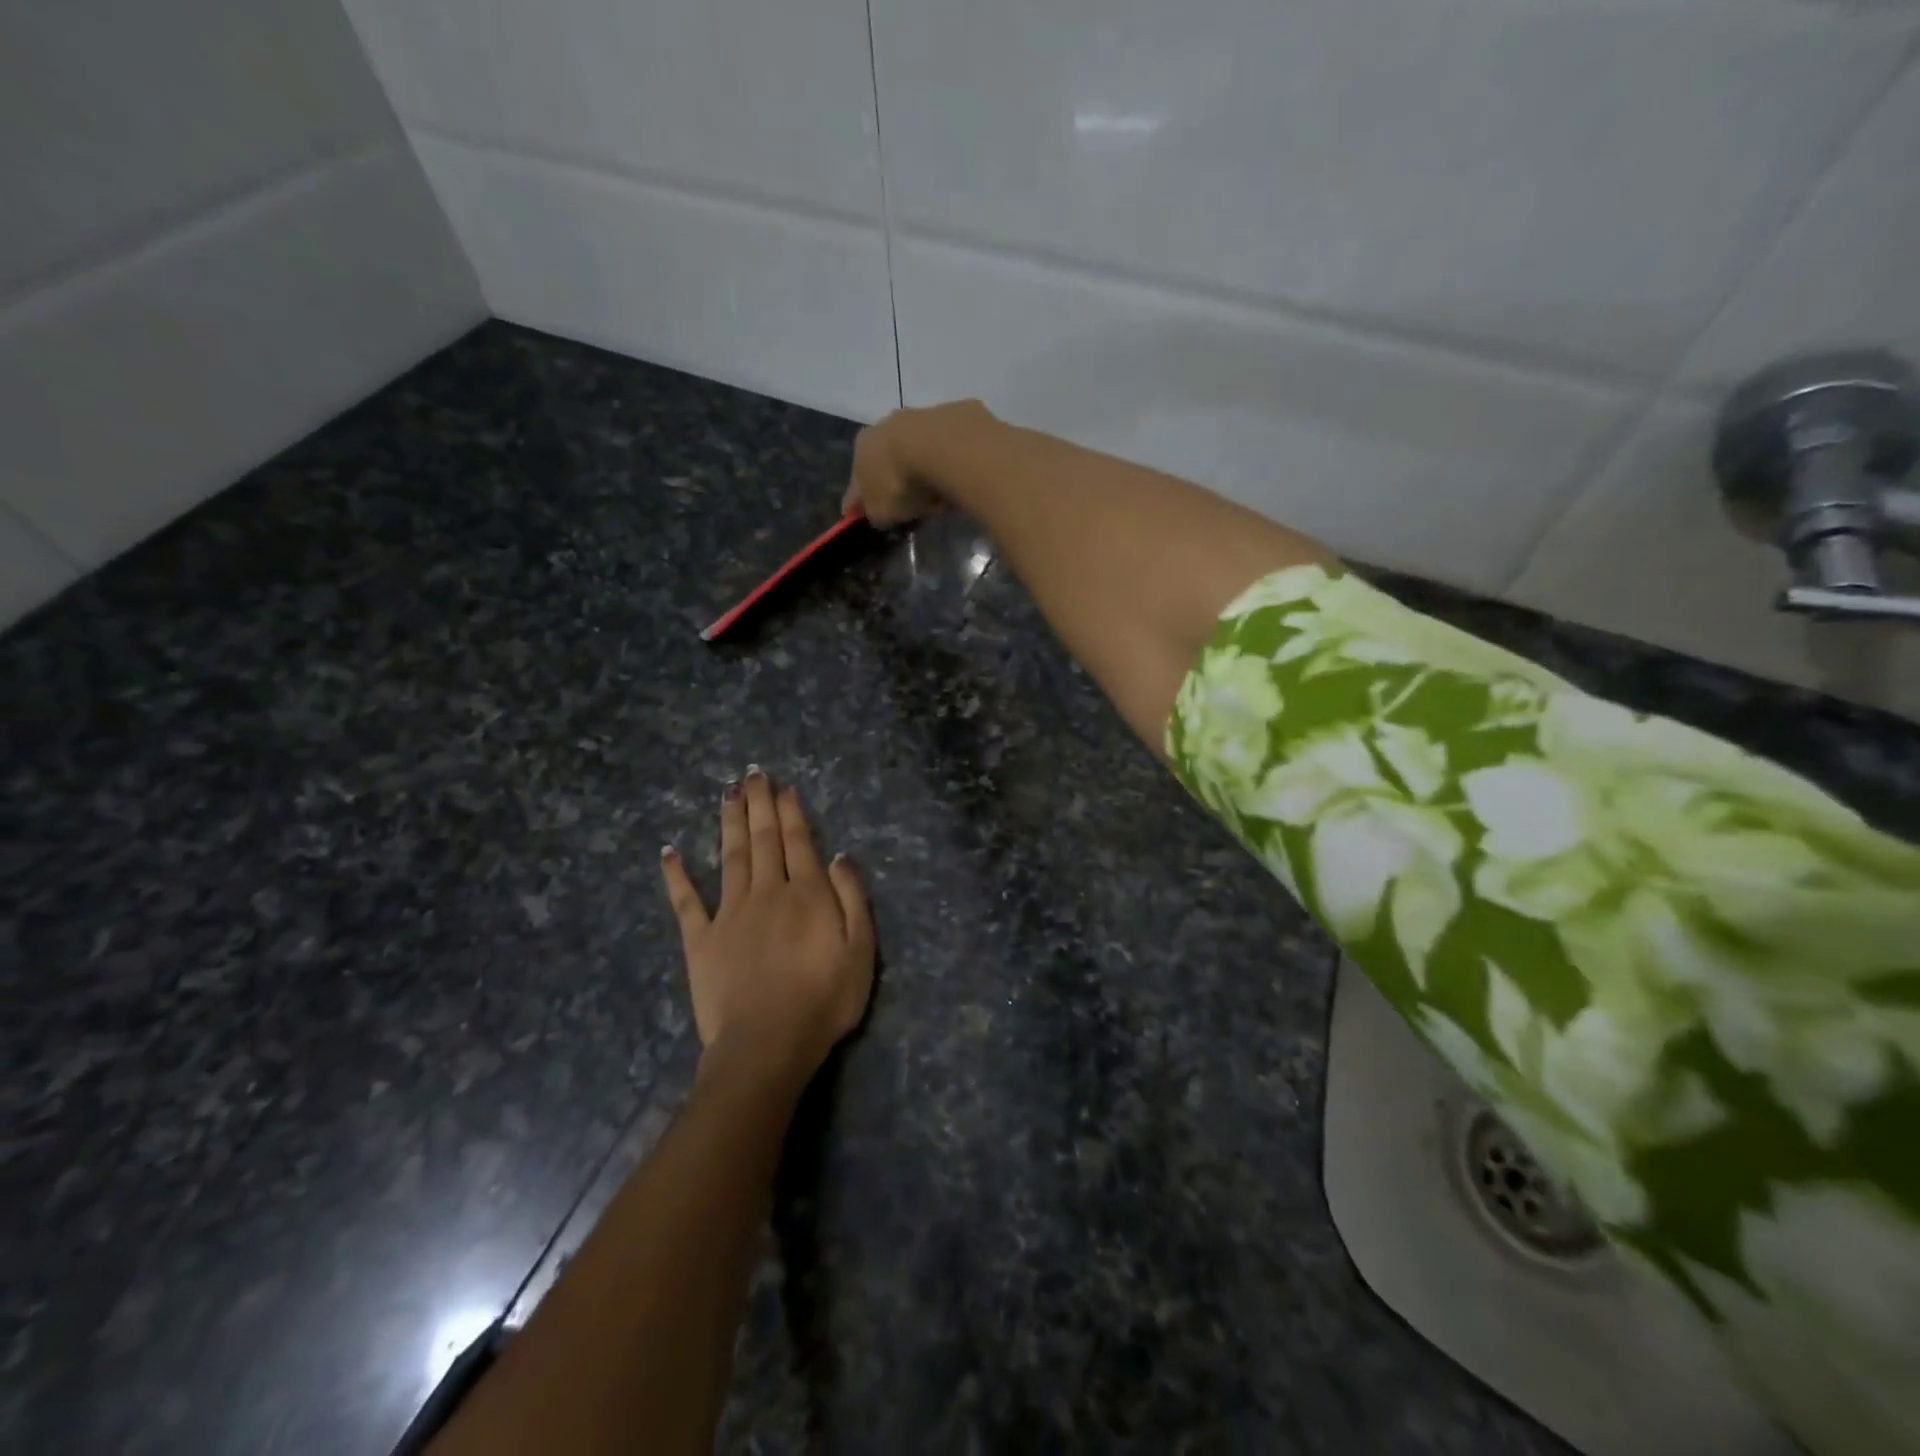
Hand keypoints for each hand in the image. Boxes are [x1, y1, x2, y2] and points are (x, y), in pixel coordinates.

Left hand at [660, 768, 875, 1087]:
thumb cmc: (824, 1000)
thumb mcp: (861, 951)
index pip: (798, 841)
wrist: (767, 1044)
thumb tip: (839, 856)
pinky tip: (668, 851)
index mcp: (806, 894)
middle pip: (762, 839)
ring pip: (729, 857)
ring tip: (727, 793)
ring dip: (729, 823)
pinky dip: (676, 875)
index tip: (782, 786)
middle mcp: (766, 892)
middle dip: (759, 804)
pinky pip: (686, 901)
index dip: (790, 811)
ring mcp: (729, 914)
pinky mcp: (700, 940)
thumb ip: (853, 899)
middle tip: (752, 774)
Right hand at [841, 399, 992, 527]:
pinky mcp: (954, 414)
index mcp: (862, 446)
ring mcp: (921, 415)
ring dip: (925, 468)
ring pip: (918, 449)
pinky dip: (950, 461)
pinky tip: (959, 478)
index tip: (873, 515)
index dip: (863, 501)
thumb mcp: (881, 512)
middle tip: (911, 504)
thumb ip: (875, 513)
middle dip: (896, 479)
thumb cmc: (901, 483)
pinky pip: (948, 446)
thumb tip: (878, 514)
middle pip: (888, 459)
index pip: (856, 480)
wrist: (944, 448)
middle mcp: (886, 424)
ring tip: (939, 494)